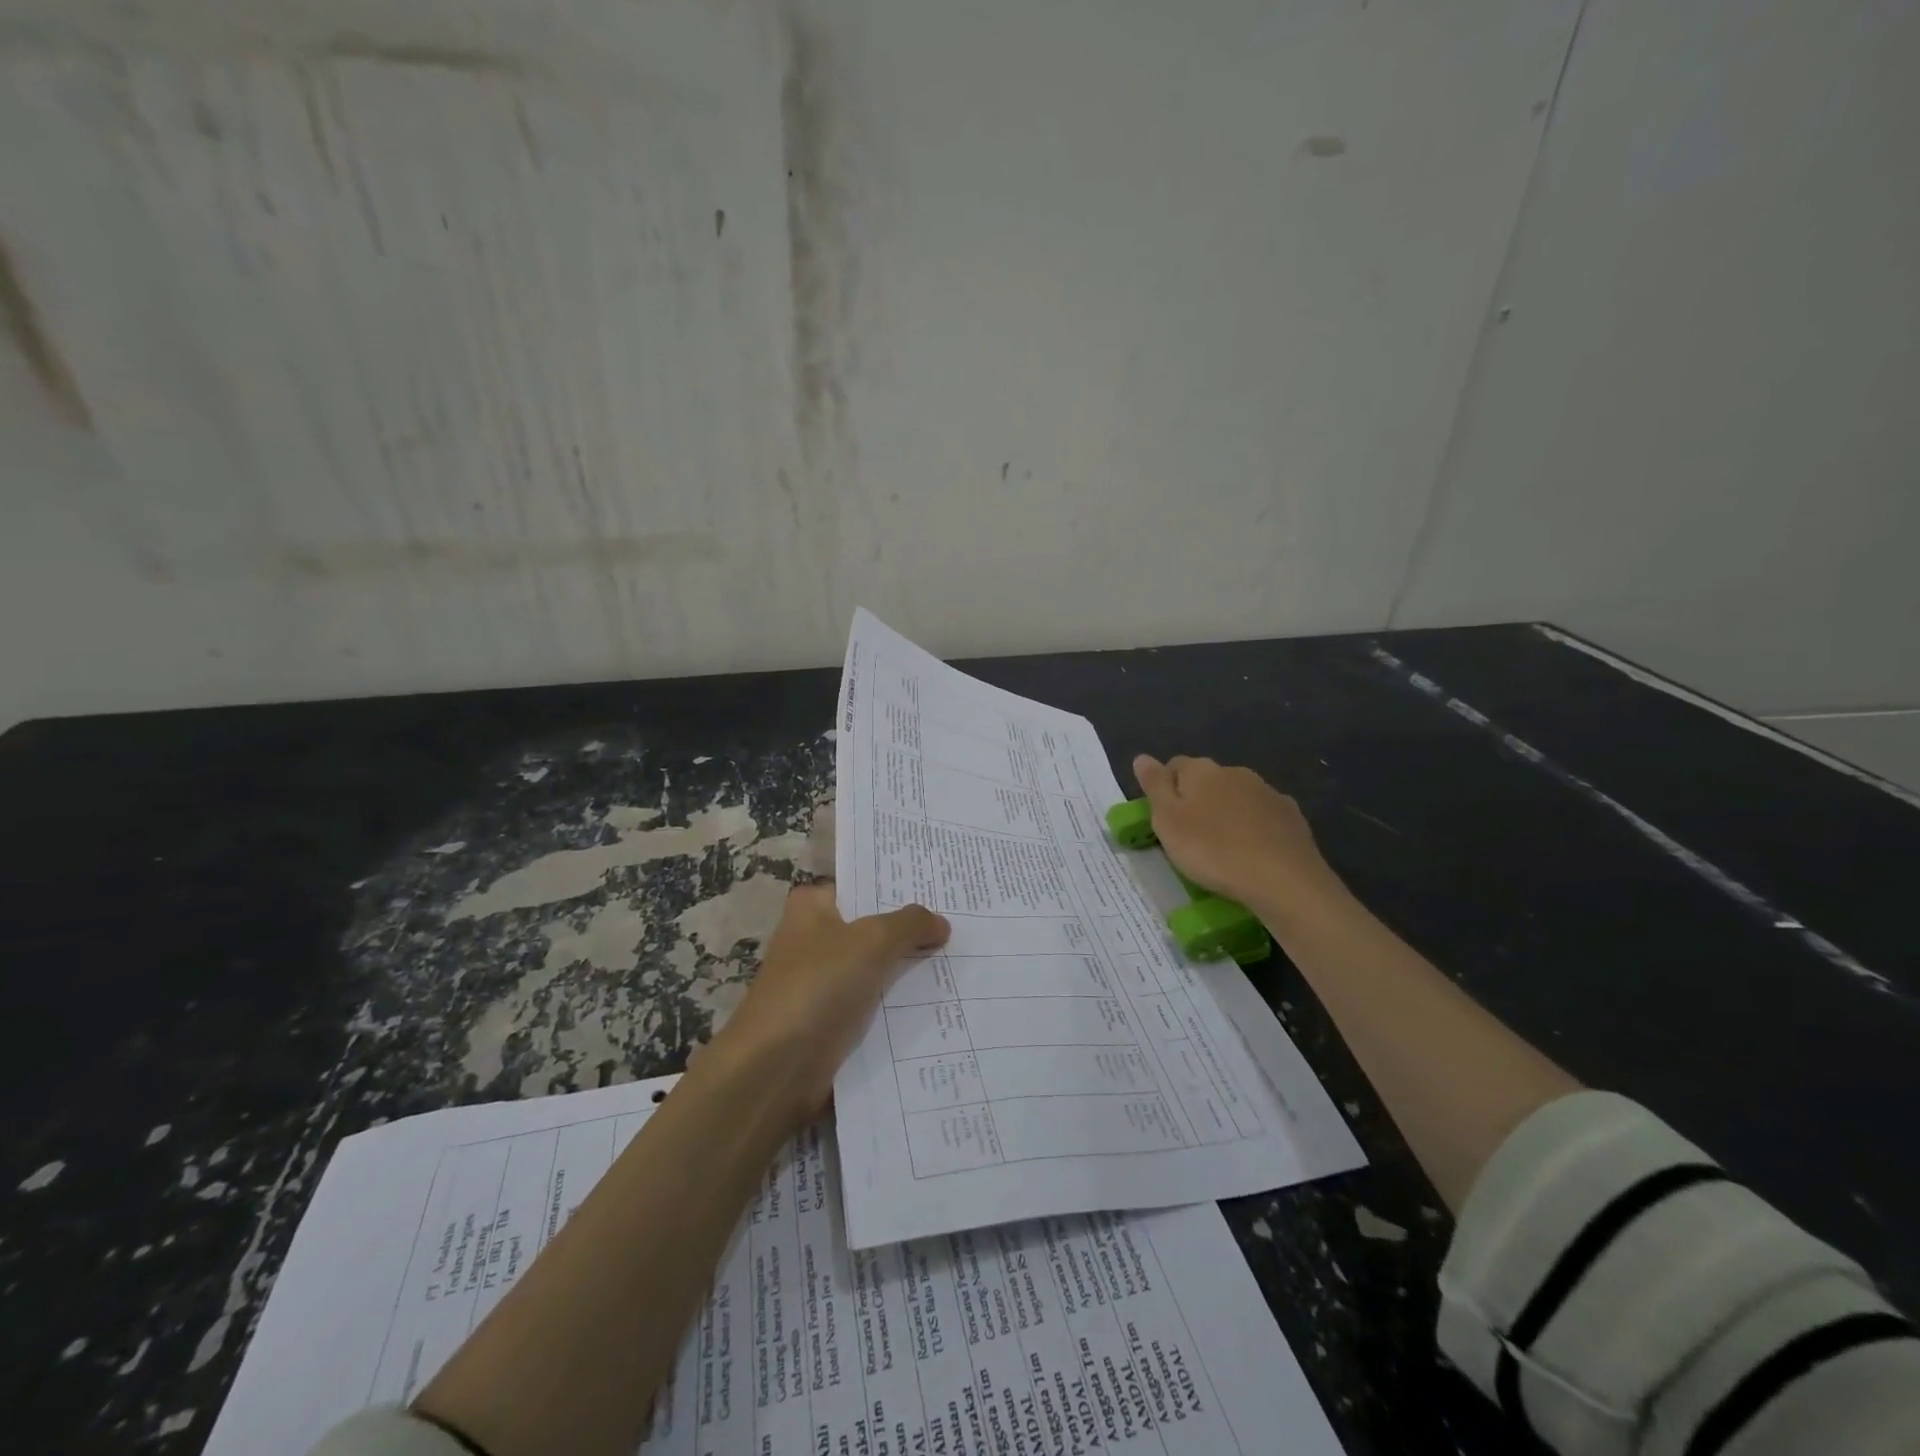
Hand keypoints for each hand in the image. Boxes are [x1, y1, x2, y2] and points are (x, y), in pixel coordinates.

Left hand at [708, 883, 949, 1126]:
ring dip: (910, 969)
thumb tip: (940, 923)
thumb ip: (910, 924)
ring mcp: (823, 982)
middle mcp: (815, 938)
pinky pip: (875, 1004)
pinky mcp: (832, 1021)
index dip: (898, 885)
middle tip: (962, 922)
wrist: (775, 1069)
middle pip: (873, 926)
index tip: (940, 886)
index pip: (861, 884)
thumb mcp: (872, 940)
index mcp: (812, 906)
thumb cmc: (817, 986)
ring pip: (878, 967)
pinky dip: (901, 1005)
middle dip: (912, 928)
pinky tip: (942, 1001)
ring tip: (963, 959)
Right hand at [1131, 755, 1343, 917]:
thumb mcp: (1167, 821)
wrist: (1282, 879)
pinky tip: (1252, 851)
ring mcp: (1267, 792)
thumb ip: (1155, 786)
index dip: (1166, 789)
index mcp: (1201, 770)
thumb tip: (1142, 757)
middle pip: (1207, 780)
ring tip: (1222, 847)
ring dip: (1227, 813)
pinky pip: (1263, 816)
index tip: (1164, 818)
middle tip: (1190, 835)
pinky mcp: (1291, 816)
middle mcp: (1235, 772)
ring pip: (1237, 797)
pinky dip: (1254, 827)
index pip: (1175, 766)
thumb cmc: (1212, 850)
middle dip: (1198, 800)